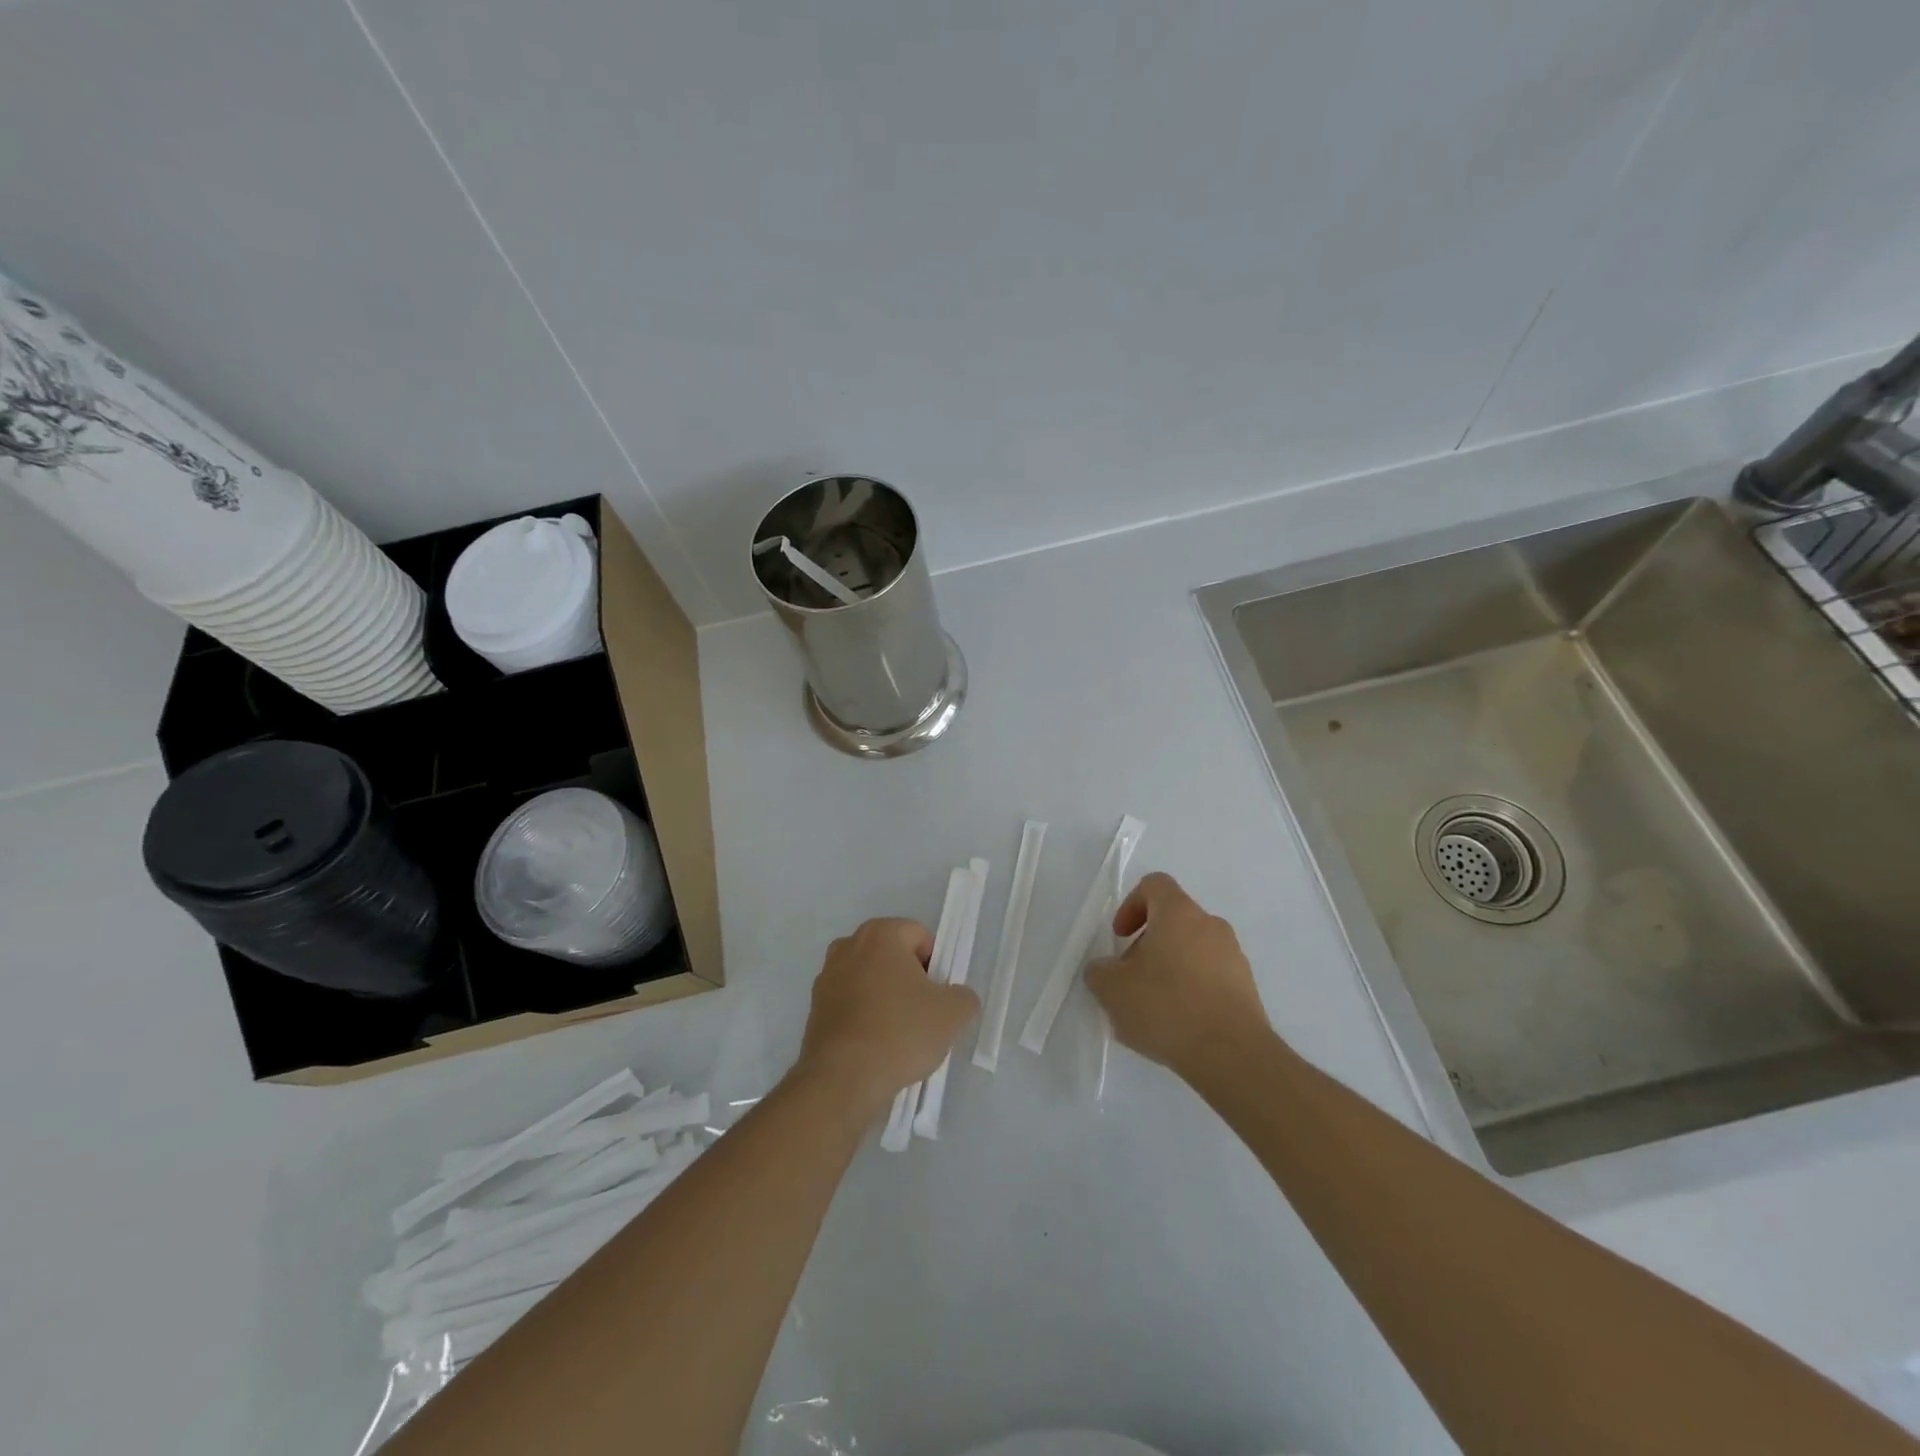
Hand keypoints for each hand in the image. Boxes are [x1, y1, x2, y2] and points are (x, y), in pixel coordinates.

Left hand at [794, 917, 979, 1114]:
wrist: (842, 1078)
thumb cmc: (900, 1032)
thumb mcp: (952, 1014)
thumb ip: (963, 996)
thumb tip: (956, 997)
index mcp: (880, 934)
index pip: (919, 936)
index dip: (936, 965)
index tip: (938, 996)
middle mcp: (848, 946)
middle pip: (892, 955)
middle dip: (909, 979)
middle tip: (922, 1014)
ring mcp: (827, 976)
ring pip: (870, 979)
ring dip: (886, 997)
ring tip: (898, 1034)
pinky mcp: (814, 1008)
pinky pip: (851, 1003)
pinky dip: (865, 1016)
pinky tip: (875, 1046)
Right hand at [1084, 872, 1268, 1074]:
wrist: (1232, 1055)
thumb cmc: (1167, 1006)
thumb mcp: (1112, 989)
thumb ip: (1099, 972)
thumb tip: (1105, 970)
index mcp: (1179, 913)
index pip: (1155, 885)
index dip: (1131, 905)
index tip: (1120, 937)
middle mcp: (1211, 926)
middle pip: (1173, 921)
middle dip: (1146, 946)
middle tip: (1130, 979)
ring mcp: (1234, 957)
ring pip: (1192, 951)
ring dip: (1169, 970)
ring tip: (1152, 1010)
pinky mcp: (1247, 989)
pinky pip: (1210, 978)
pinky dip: (1191, 992)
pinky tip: (1178, 1027)